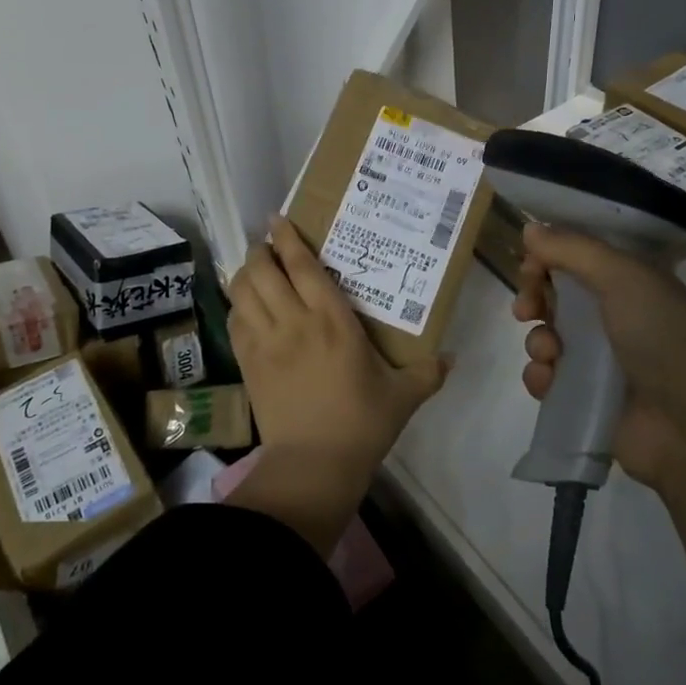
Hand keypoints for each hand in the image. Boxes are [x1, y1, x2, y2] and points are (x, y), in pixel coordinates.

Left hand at [228, 216, 449, 476]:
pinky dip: (237, 306)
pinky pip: (234, 322)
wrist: (313, 465)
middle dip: (261, 251)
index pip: (302, 266)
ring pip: (242, 292)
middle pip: (262, 270)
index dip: (287, 238)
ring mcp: (265, 342)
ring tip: (255, 270)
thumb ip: (428, 373)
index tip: (279, 219)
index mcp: (332, 320)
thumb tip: (451, 357)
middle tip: (269, 246)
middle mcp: (293, 322)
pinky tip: (246, 308)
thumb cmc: (362, 424)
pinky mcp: (248, 364)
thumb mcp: (403, 396)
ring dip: (245, 274)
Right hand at [513, 222, 685, 495]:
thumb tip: (530, 227)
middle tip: (526, 308)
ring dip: (538, 339)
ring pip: (549, 337)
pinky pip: (548, 379)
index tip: (529, 263)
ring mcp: (602, 361)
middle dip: (535, 297)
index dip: (550, 257)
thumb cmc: (665, 339)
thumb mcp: (624, 278)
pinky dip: (541, 376)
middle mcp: (617, 317)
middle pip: (558, 296)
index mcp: (633, 283)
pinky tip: (548, 380)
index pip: (580, 258)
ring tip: (549, 352)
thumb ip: (574, 249)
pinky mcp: (587, 399)